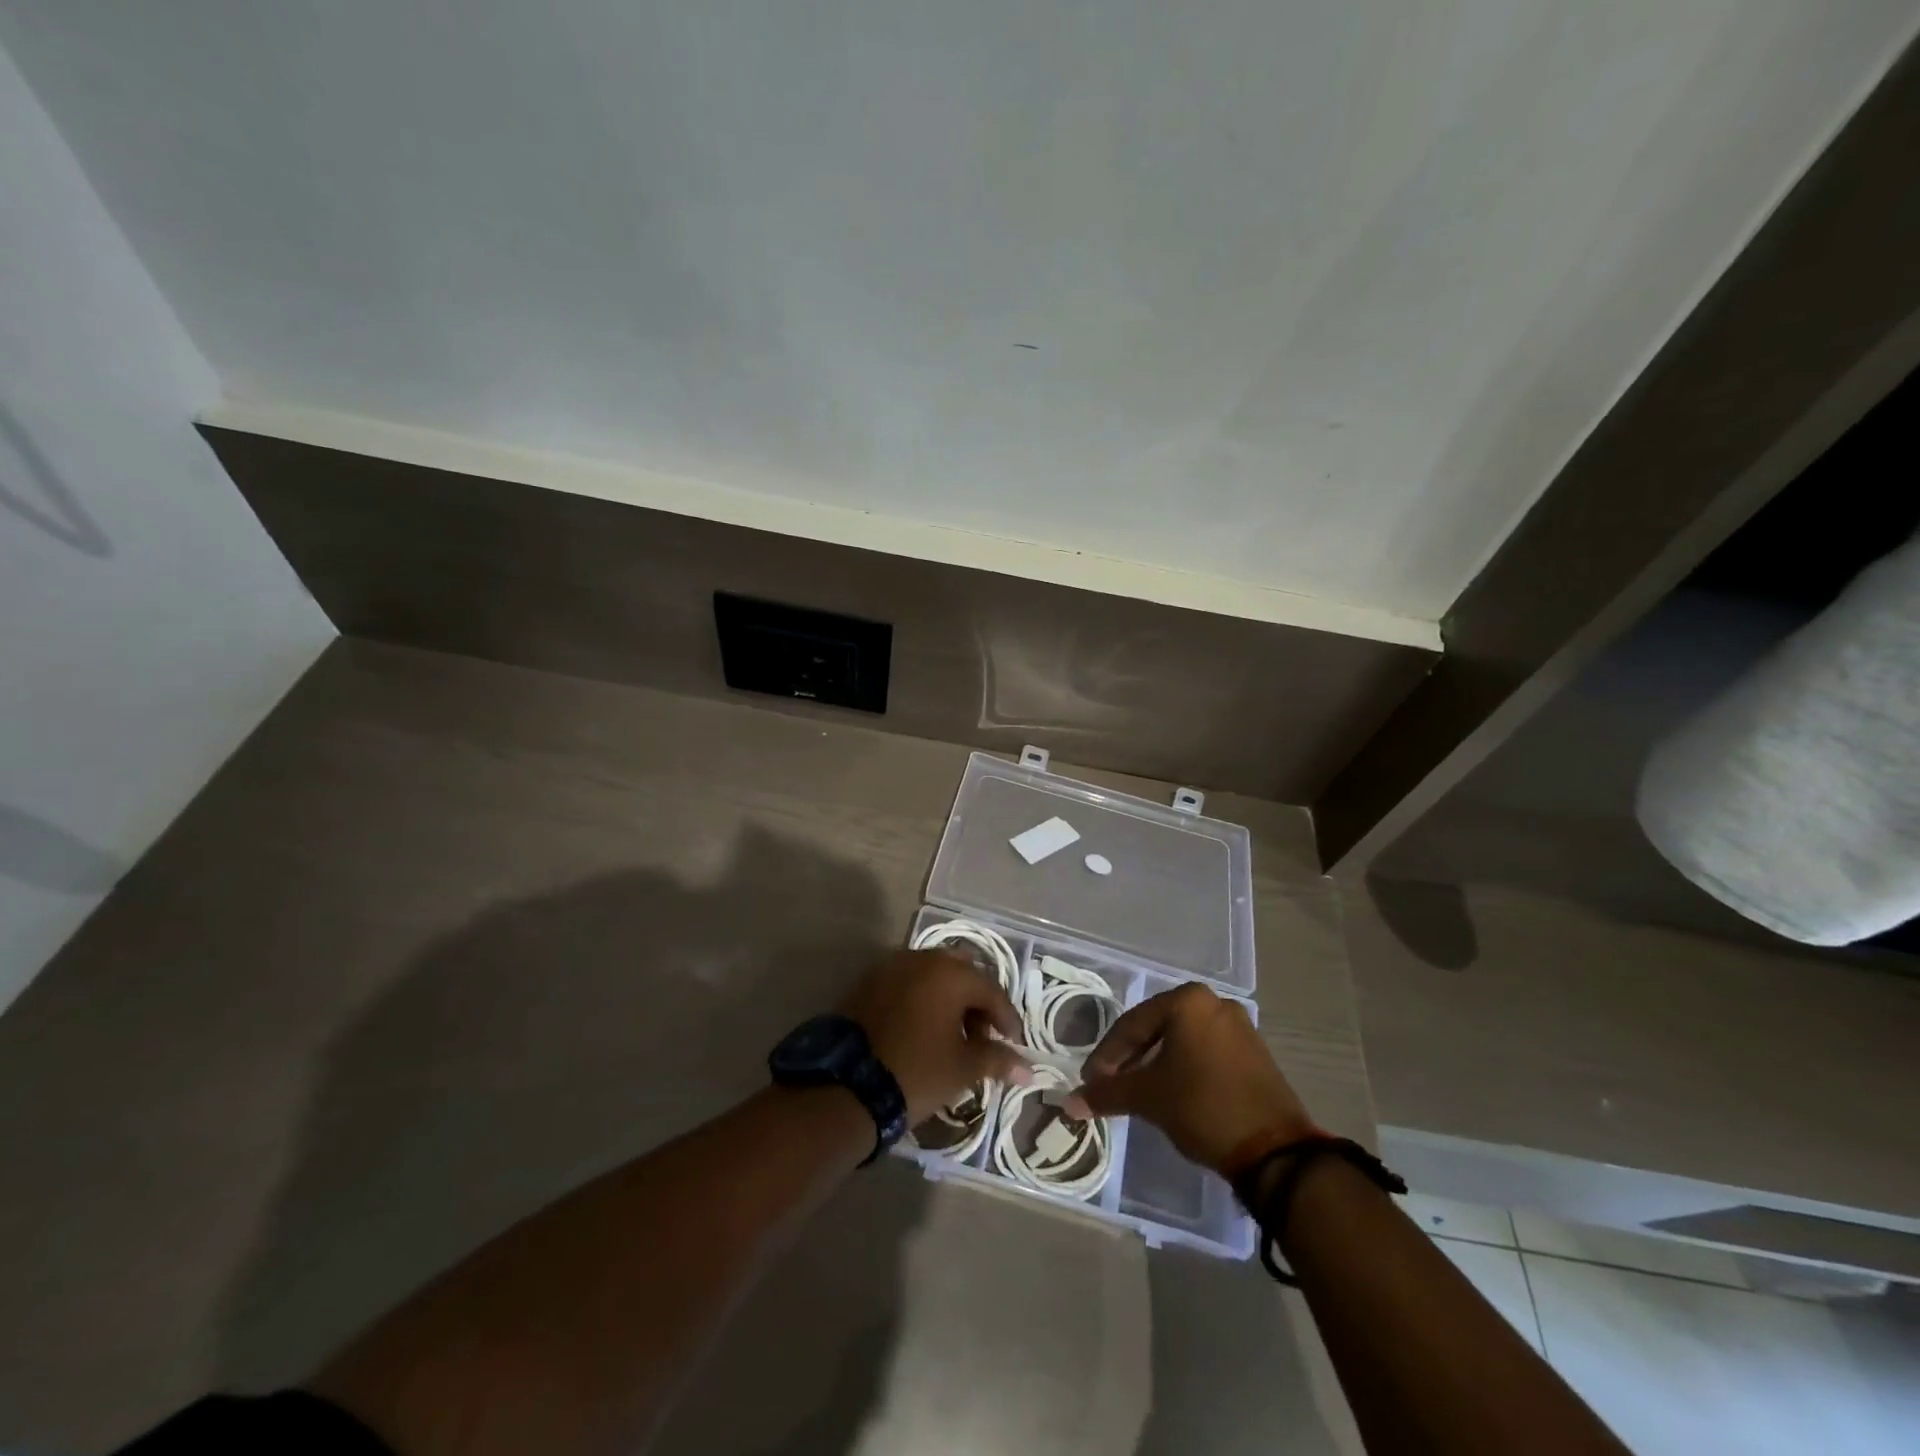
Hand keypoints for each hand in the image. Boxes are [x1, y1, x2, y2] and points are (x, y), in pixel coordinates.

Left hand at [838, 950, 1031, 1124]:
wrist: (847, 1085)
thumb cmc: (916, 1071)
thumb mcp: (962, 1068)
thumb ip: (997, 1060)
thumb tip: (1028, 1068)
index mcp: (950, 973)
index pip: (992, 992)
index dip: (1007, 1020)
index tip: (1014, 1045)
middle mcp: (922, 958)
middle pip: (962, 974)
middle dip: (977, 1003)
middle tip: (983, 1037)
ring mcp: (892, 966)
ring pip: (933, 976)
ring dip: (949, 1000)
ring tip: (953, 1037)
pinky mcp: (869, 982)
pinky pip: (908, 984)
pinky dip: (923, 1000)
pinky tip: (924, 1030)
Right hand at [1065, 983, 1313, 1173]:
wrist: (1275, 1151)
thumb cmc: (1202, 1107)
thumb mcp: (1148, 1098)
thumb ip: (1106, 1094)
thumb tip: (1070, 1103)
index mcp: (1187, 1000)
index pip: (1132, 1024)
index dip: (1106, 1055)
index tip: (1091, 1081)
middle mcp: (1214, 1002)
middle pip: (1157, 1028)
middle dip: (1131, 1057)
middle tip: (1111, 1083)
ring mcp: (1239, 1026)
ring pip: (1182, 1040)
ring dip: (1156, 1063)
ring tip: (1139, 1090)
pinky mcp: (1255, 1052)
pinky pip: (1206, 1051)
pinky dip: (1184, 1068)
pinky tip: (1173, 1091)